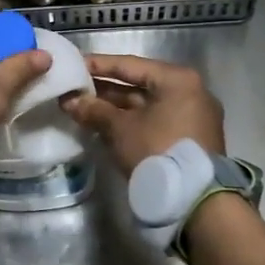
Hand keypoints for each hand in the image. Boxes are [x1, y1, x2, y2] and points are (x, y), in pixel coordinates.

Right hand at [60, 54, 224, 175]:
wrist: (196, 200)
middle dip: (104, 90)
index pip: (130, 65)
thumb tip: (69, 101)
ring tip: (83, 109)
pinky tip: (105, 126)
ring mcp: (193, 116)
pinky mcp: (190, 138)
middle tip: (74, 90)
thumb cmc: (157, 150)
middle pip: (139, 85)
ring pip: (146, 105)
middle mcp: (189, 92)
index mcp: (177, 79)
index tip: (73, 65)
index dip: (98, 65)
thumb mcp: (120, 128)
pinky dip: (131, 122)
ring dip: (115, 108)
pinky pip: (155, 121)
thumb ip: (94, 110)